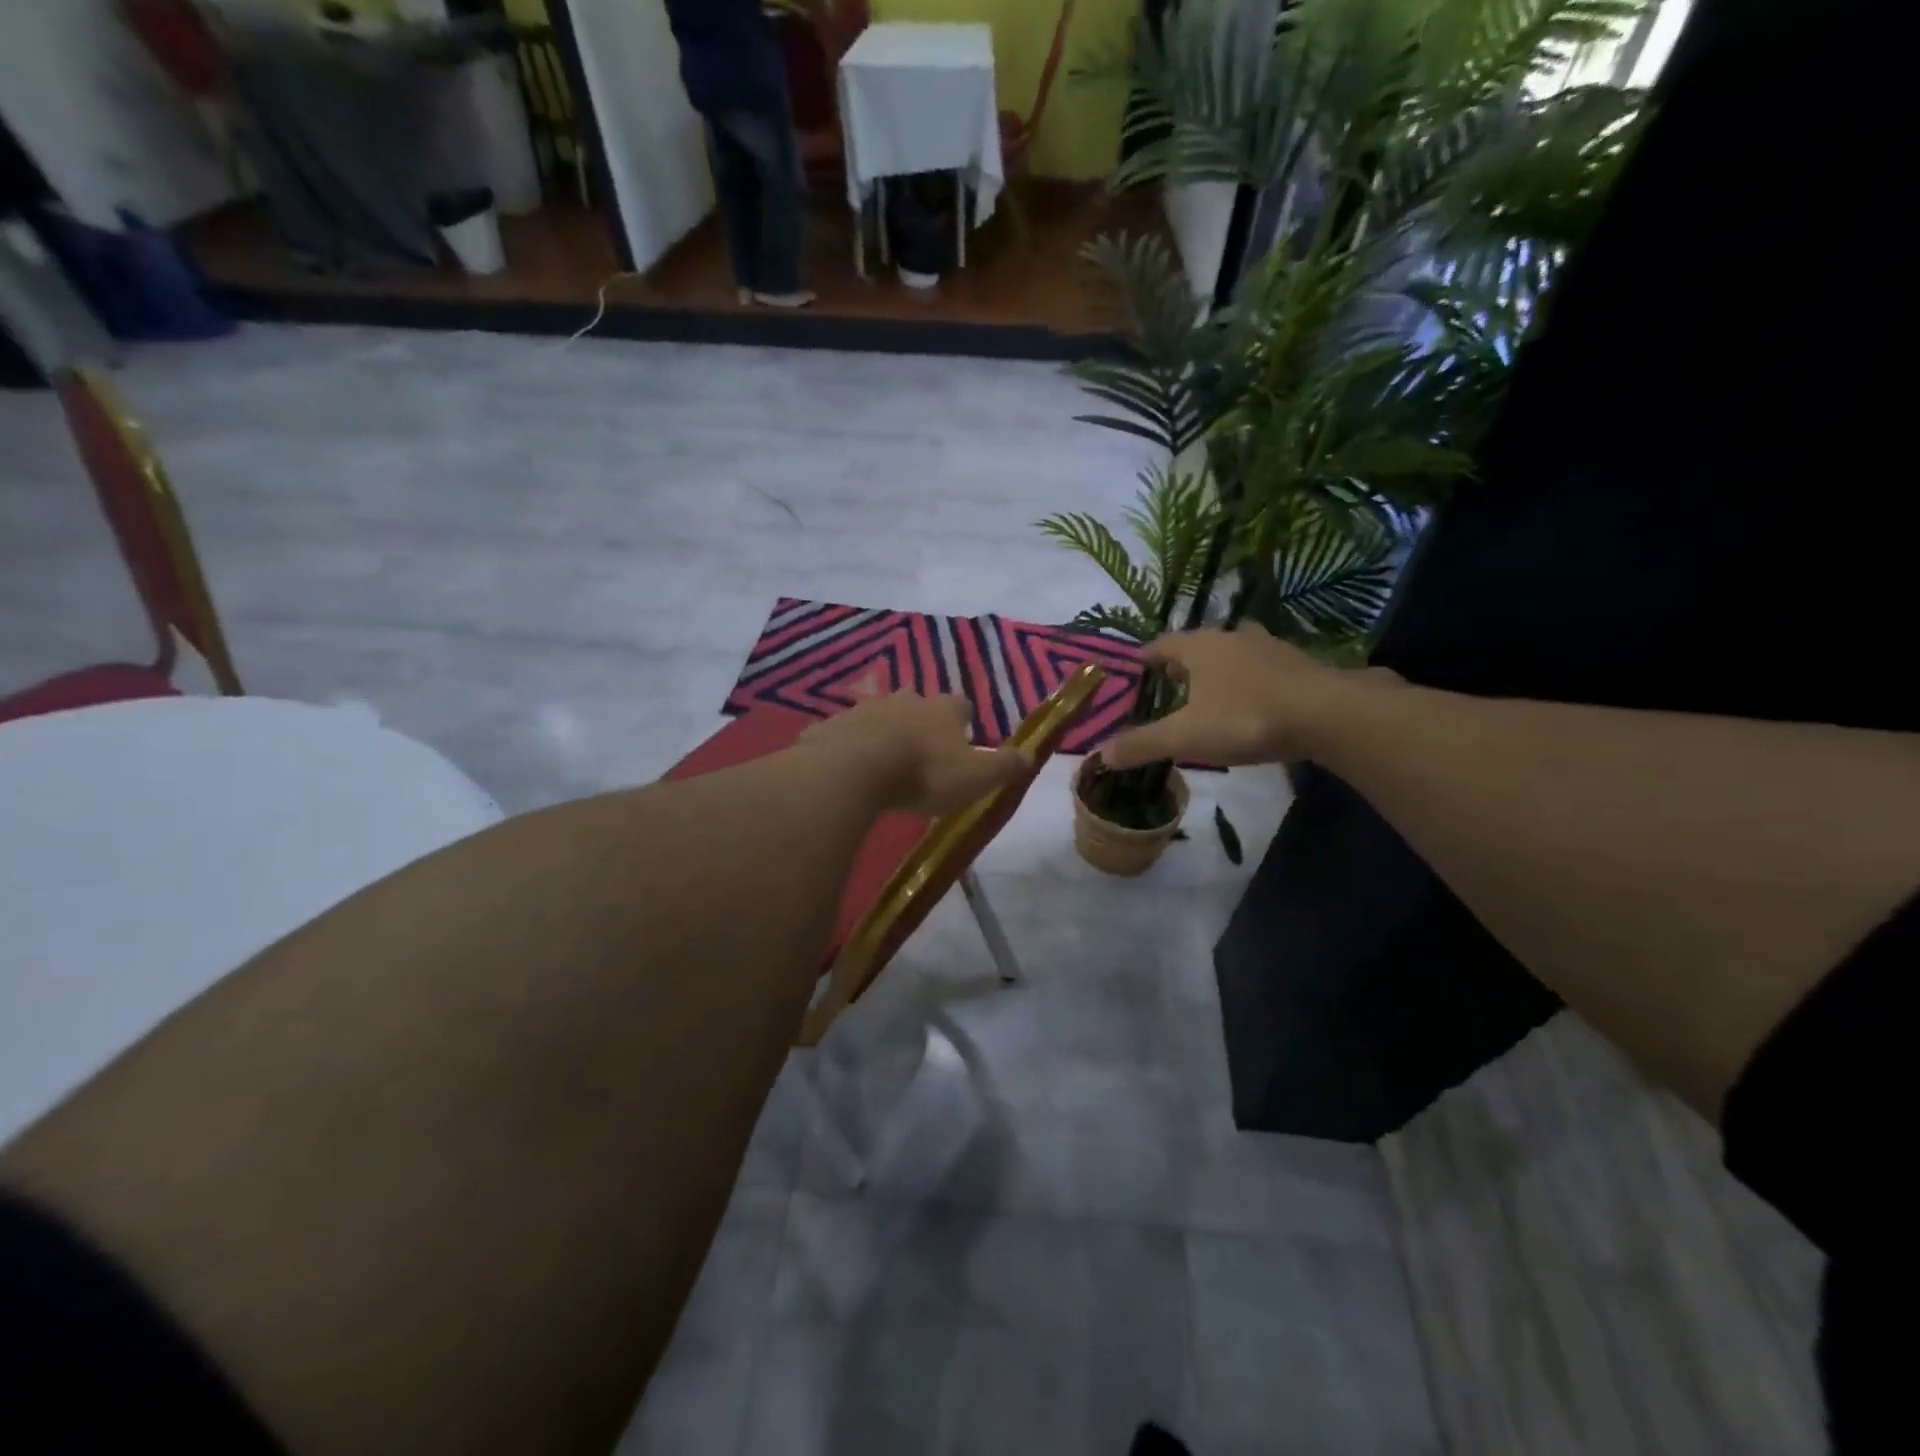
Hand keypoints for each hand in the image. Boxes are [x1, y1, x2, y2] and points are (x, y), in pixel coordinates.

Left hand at [798, 693, 1032, 814]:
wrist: (853, 769)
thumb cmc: (923, 773)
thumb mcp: (975, 777)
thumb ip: (1004, 766)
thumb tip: (1031, 754)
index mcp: (941, 710)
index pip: (960, 705)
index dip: (962, 719)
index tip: (962, 737)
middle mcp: (905, 700)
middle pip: (918, 704)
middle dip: (921, 722)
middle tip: (922, 751)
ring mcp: (865, 709)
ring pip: (881, 716)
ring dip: (885, 733)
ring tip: (885, 762)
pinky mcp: (832, 726)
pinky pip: (846, 734)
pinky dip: (851, 746)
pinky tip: (849, 768)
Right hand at [1101, 625, 1386, 769]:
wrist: (1327, 714)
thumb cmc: (1244, 718)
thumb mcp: (1185, 737)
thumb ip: (1142, 744)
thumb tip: (1098, 754)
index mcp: (1199, 647)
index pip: (1160, 645)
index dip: (1145, 658)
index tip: (1134, 672)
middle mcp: (1231, 637)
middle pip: (1198, 646)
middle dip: (1182, 663)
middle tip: (1169, 686)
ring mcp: (1269, 647)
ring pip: (1233, 653)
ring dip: (1219, 669)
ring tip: (1209, 694)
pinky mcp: (1299, 664)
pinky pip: (1262, 668)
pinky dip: (1250, 680)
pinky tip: (1252, 702)